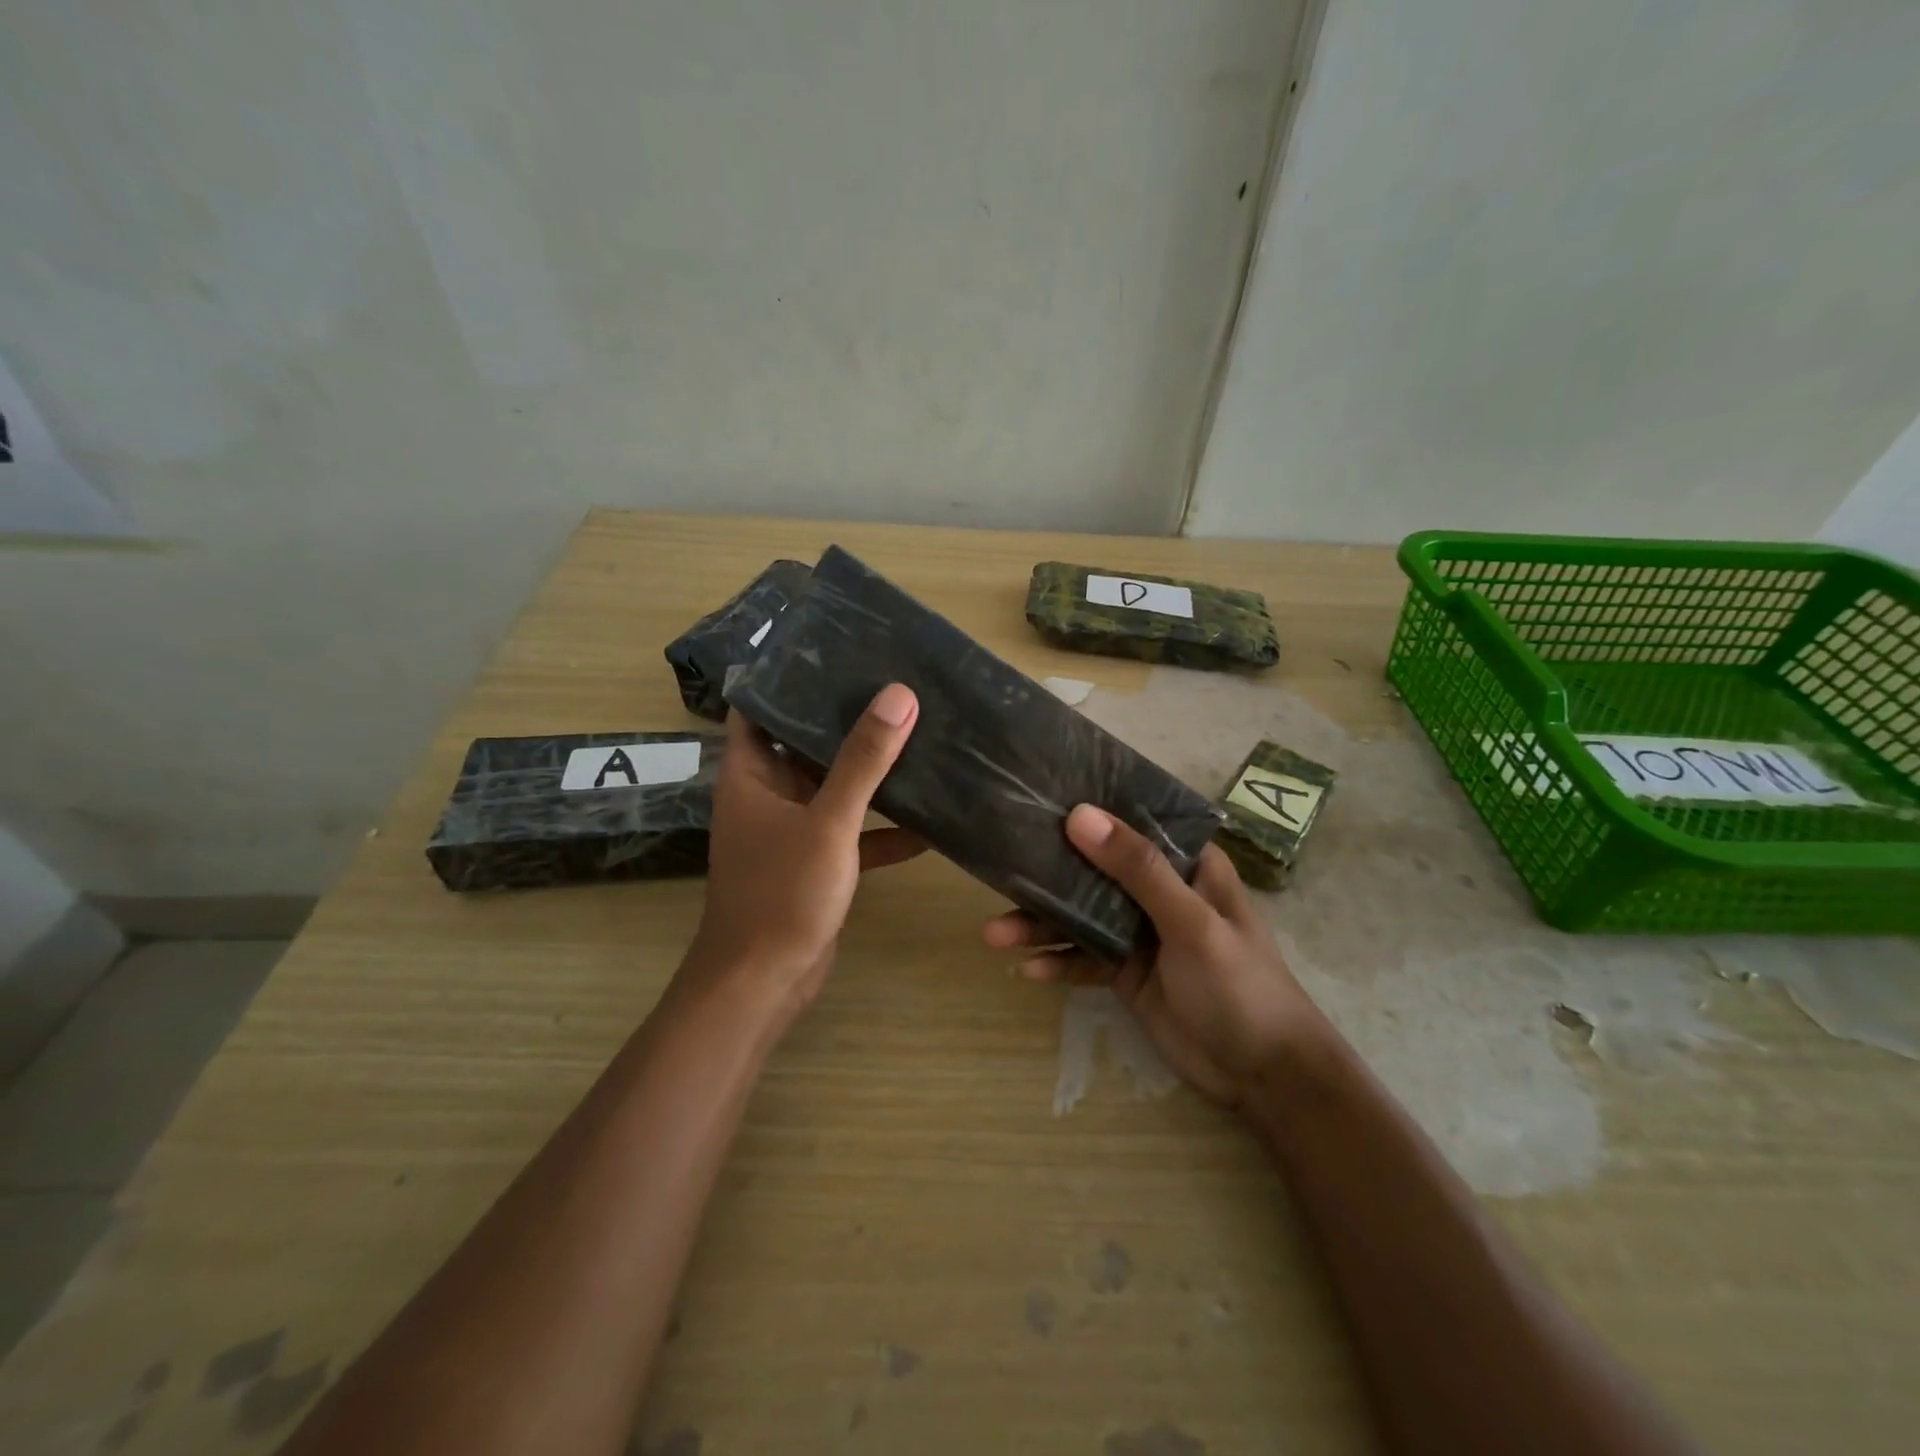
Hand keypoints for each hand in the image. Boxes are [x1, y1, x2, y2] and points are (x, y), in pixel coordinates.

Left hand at [681, 684, 922, 1028]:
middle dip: (844, 717)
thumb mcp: (828, 821)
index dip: (787, 675)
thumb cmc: (782, 894)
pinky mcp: (817, 863)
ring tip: (918, 734)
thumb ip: (863, 760)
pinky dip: (884, 826)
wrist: (764, 984)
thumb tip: (899, 695)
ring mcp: (793, 830)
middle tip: (893, 683)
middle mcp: (768, 795)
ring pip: (834, 787)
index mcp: (751, 774)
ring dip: (870, 771)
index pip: (758, 706)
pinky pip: (853, 831)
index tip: (832, 647)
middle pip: (805, 742)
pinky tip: (930, 820)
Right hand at [984, 805, 1325, 1107]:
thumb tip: (1079, 816)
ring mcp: (1141, 933)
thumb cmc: (1241, 986)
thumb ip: (1137, 870)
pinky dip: (1058, 961)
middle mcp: (1159, 891)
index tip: (1038, 798)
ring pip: (1081, 916)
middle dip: (1049, 874)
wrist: (1264, 1077)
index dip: (1090, 810)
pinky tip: (1027, 969)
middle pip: (1095, 870)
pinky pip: (1084, 958)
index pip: (1133, 823)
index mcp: (1186, 865)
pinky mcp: (1126, 971)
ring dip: (1042, 924)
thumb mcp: (1191, 923)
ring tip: (994, 934)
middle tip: (1000, 871)